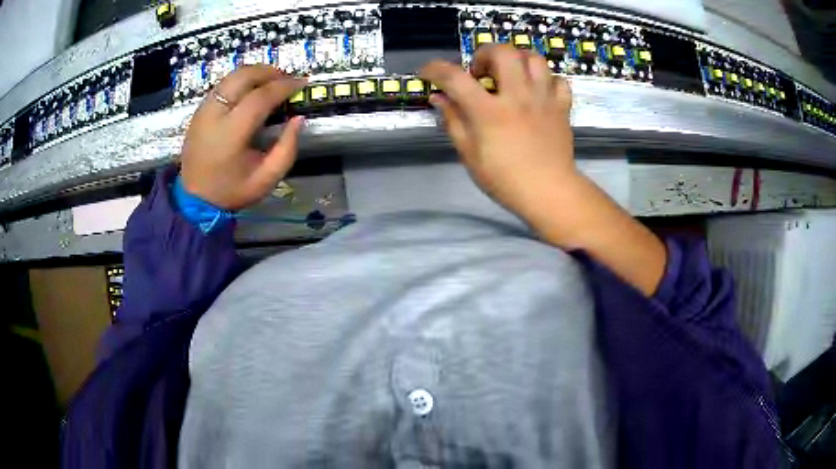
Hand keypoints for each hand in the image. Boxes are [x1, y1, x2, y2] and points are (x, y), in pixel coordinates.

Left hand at [180, 65, 306, 209]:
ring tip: (271, 81)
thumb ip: (287, 149)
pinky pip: (222, 85)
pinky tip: (251, 90)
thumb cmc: (231, 191)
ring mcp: (203, 110)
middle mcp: (214, 115)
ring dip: (254, 73)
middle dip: (269, 71)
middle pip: (243, 76)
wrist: (194, 199)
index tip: (301, 83)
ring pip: (231, 76)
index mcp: (230, 133)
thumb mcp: (266, 180)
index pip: (260, 96)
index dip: (284, 86)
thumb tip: (298, 119)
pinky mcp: (199, 111)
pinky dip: (240, 81)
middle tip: (286, 79)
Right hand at [420, 45, 576, 223]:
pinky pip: (558, 80)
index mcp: (489, 112)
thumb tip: (439, 98)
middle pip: (503, 52)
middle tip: (480, 72)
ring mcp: (543, 99)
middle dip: (485, 53)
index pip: (456, 78)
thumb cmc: (505, 179)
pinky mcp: (562, 107)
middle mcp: (518, 97)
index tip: (427, 71)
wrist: (549, 193)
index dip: (435, 69)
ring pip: (534, 59)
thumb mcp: (470, 154)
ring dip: (517, 60)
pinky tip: (537, 91)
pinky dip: (546, 80)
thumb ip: (453, 121)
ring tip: (510, 74)